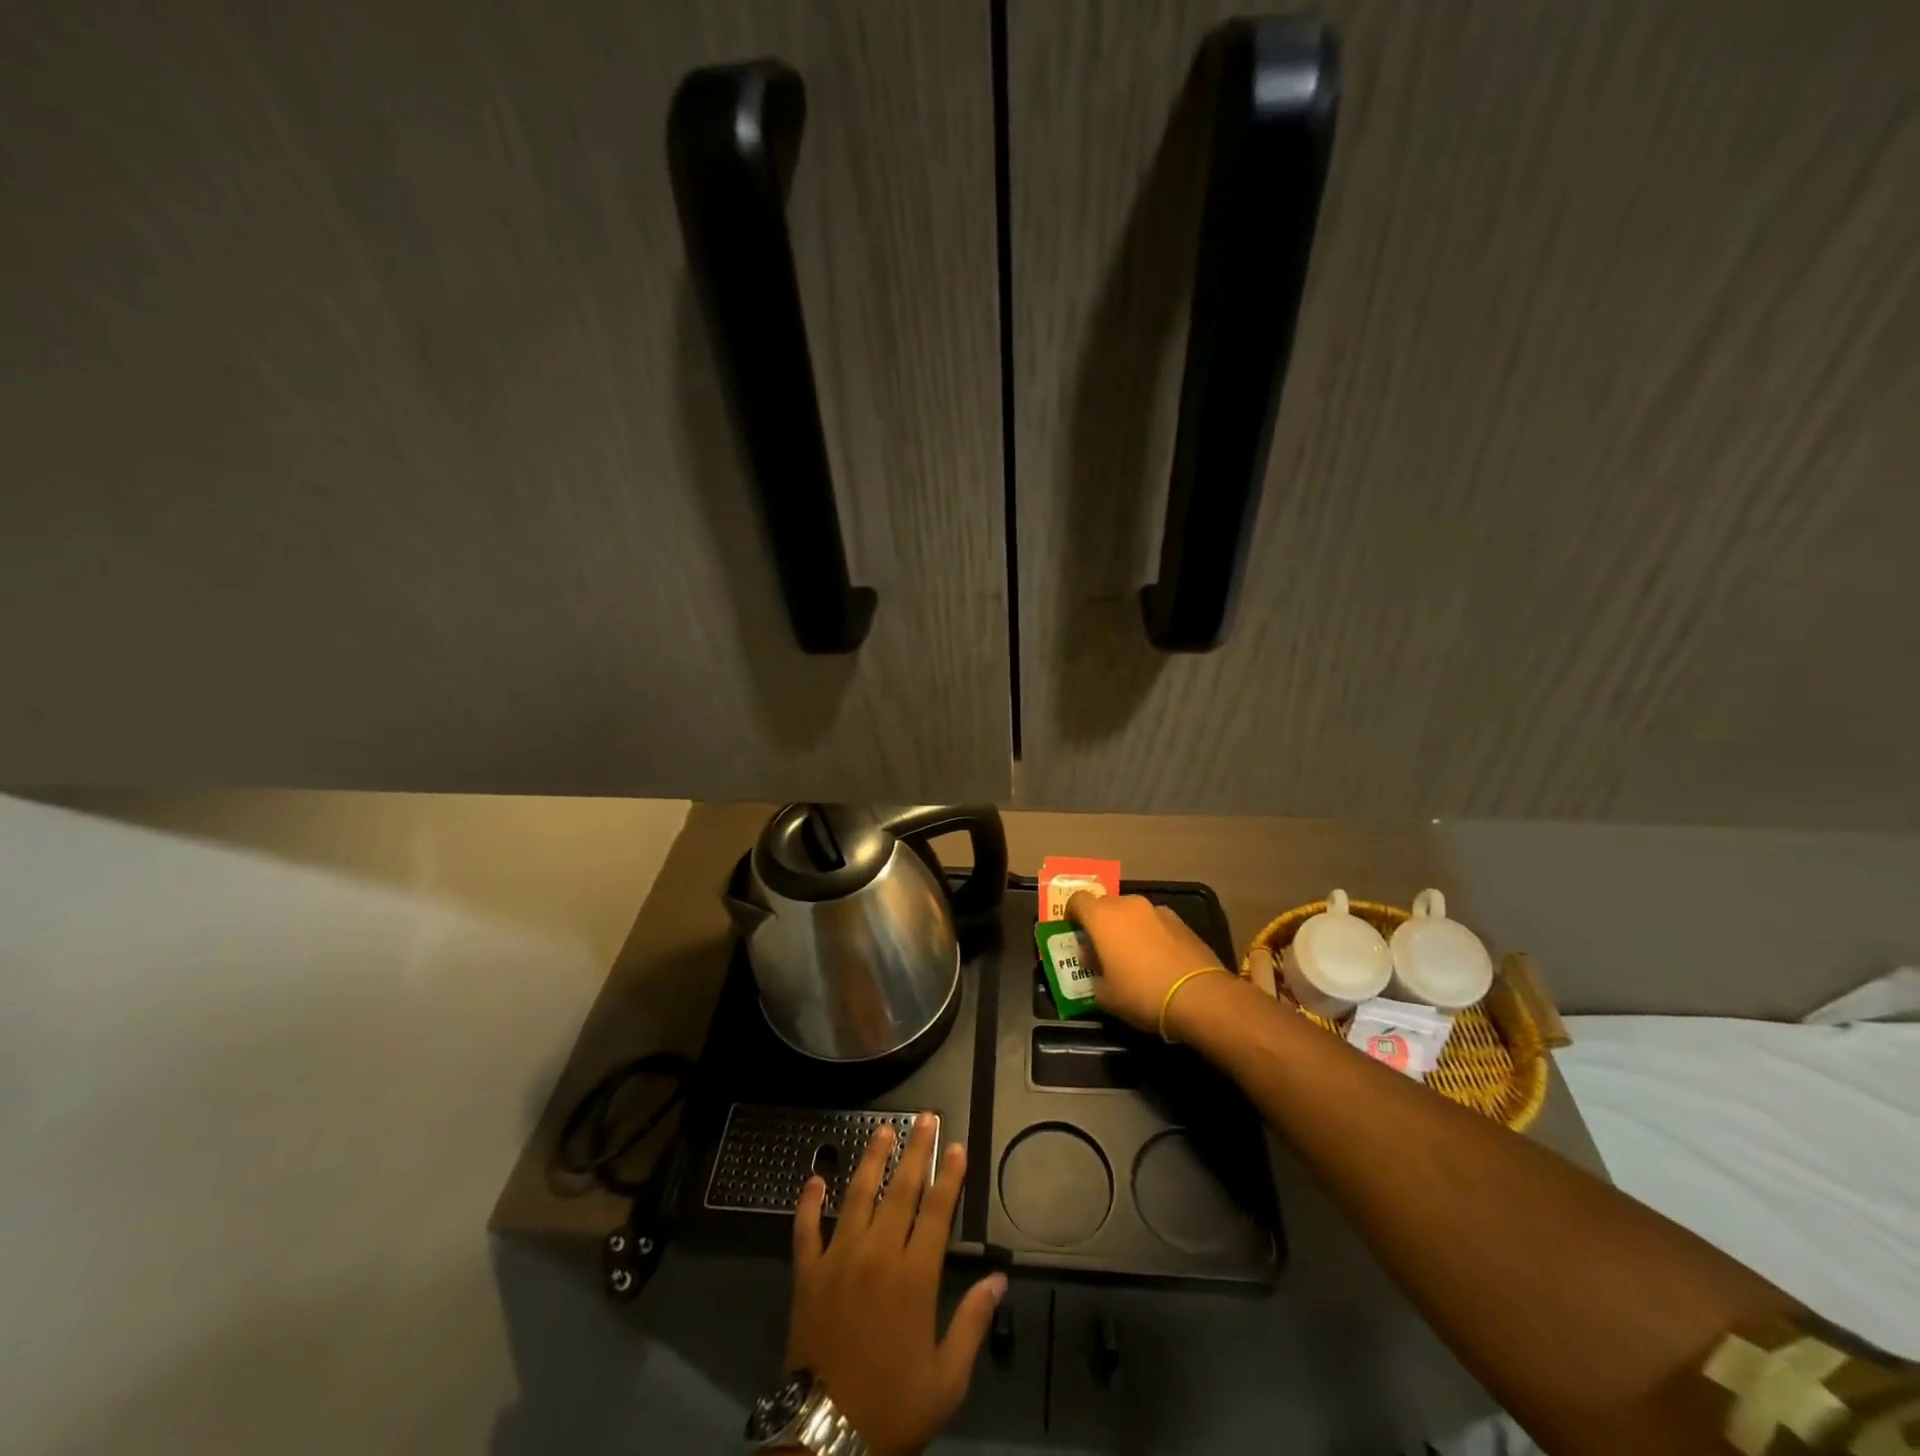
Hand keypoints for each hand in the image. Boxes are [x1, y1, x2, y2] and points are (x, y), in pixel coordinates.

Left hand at [785, 1116, 1006, 1455]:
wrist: (825, 1439)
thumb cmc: (893, 1407)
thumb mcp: (947, 1378)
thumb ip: (972, 1322)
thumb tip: (998, 1278)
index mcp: (914, 1276)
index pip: (937, 1210)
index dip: (950, 1175)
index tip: (957, 1145)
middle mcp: (877, 1254)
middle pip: (901, 1189)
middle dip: (916, 1150)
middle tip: (925, 1118)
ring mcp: (839, 1259)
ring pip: (857, 1195)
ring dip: (871, 1159)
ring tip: (882, 1130)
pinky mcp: (808, 1274)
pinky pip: (806, 1229)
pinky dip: (808, 1202)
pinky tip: (814, 1178)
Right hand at [1066, 891, 1227, 1034]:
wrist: (1199, 996)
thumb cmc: (1141, 994)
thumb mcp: (1105, 995)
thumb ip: (1092, 974)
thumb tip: (1093, 963)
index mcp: (1102, 917)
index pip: (1077, 900)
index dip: (1072, 913)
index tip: (1074, 932)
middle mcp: (1128, 905)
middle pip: (1105, 904)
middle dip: (1100, 921)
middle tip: (1102, 948)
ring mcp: (1157, 910)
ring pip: (1132, 912)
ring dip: (1127, 926)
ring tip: (1132, 955)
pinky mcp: (1181, 921)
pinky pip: (1155, 922)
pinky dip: (1150, 933)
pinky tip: (1158, 958)